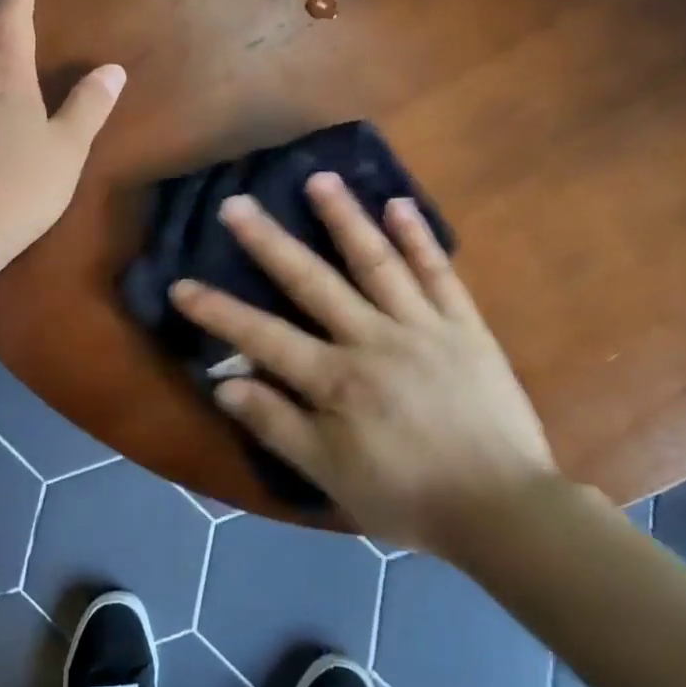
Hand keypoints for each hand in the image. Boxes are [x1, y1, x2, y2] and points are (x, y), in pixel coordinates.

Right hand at [169, 174, 557, 554]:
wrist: (503, 508)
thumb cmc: (408, 497)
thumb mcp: (331, 475)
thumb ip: (277, 425)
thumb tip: (224, 384)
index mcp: (337, 380)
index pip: (263, 337)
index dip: (218, 311)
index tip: (181, 285)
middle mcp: (373, 339)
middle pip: (313, 282)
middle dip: (270, 242)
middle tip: (237, 203)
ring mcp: (423, 326)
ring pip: (376, 262)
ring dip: (346, 218)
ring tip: (319, 178)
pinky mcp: (465, 326)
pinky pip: (440, 274)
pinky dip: (419, 238)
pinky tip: (399, 204)